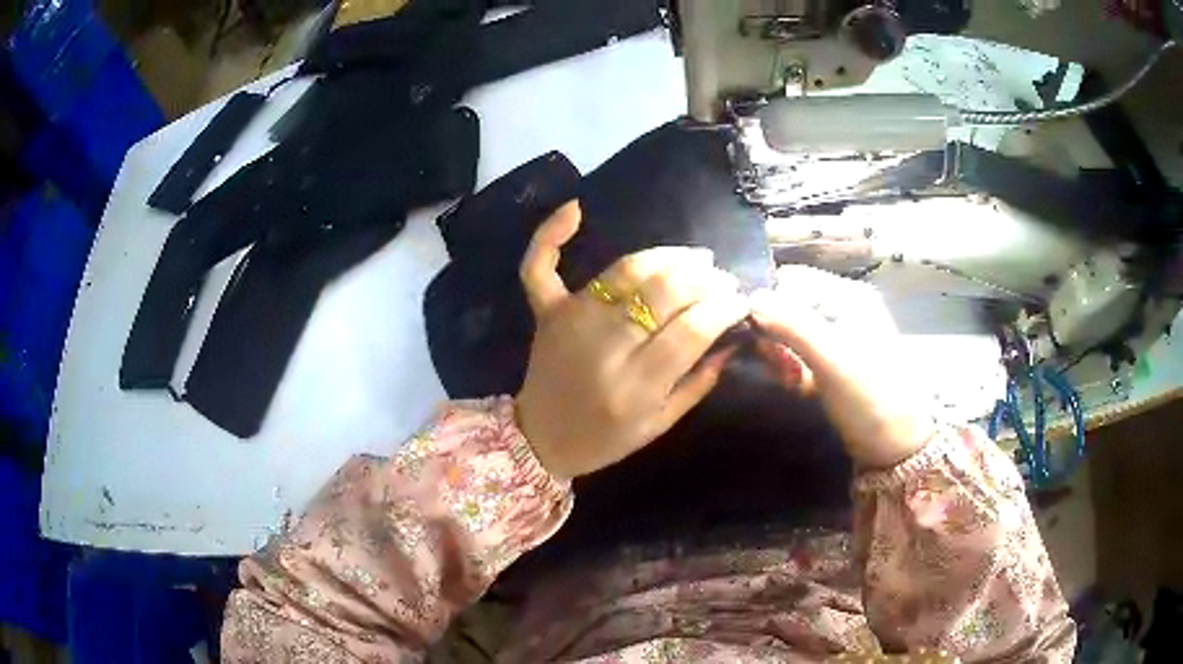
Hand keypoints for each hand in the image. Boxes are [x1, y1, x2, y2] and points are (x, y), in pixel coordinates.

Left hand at [515, 201, 748, 478]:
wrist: (539, 439)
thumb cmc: (605, 439)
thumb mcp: (660, 424)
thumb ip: (698, 382)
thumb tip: (731, 336)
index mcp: (635, 387)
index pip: (692, 330)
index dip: (724, 307)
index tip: (741, 300)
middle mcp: (603, 346)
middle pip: (664, 292)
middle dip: (705, 279)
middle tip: (721, 280)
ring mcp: (571, 321)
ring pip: (625, 270)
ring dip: (668, 256)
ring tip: (695, 258)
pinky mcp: (546, 311)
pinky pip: (540, 266)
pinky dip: (552, 234)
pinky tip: (576, 209)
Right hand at [750, 266, 931, 468]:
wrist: (896, 446)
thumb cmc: (870, 397)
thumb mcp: (832, 359)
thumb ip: (792, 325)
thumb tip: (749, 298)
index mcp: (848, 295)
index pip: (793, 278)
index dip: (768, 299)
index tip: (752, 330)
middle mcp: (842, 308)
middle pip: (789, 304)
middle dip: (773, 333)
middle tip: (774, 363)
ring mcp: (839, 336)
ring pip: (790, 331)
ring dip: (779, 354)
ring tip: (786, 379)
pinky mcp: (833, 361)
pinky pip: (799, 353)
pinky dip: (790, 367)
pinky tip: (793, 385)